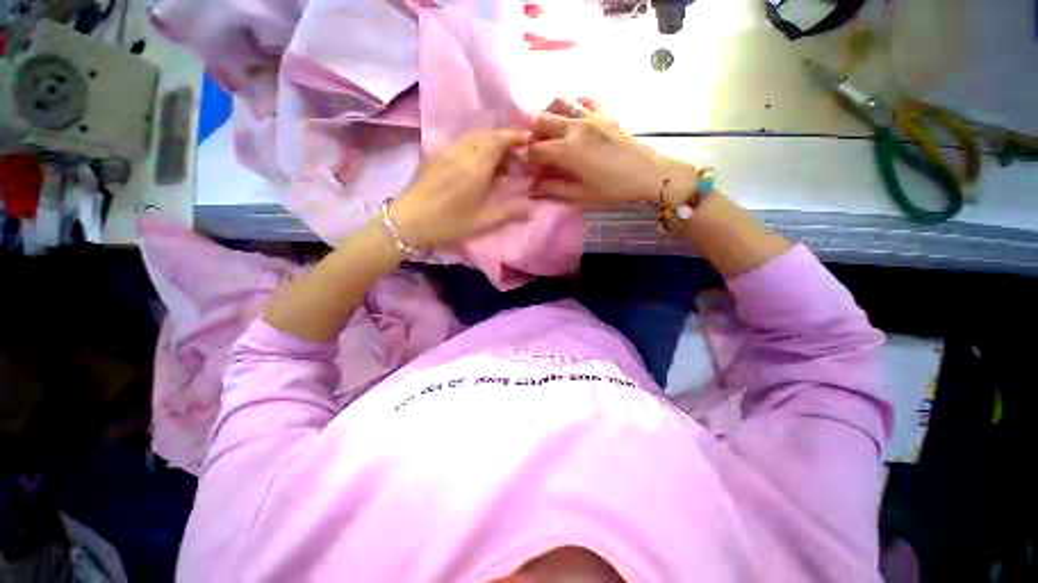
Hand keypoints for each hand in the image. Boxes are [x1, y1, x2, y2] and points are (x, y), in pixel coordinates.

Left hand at [390, 130, 531, 248]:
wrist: (409, 221)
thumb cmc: (448, 223)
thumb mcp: (482, 222)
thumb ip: (509, 212)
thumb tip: (530, 207)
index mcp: (474, 166)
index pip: (498, 140)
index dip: (514, 137)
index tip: (527, 141)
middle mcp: (460, 151)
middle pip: (486, 134)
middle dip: (504, 140)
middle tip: (515, 157)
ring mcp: (445, 151)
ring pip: (472, 137)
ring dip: (489, 143)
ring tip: (498, 163)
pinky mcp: (435, 155)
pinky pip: (460, 143)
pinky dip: (475, 147)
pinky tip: (477, 165)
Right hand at [529, 98, 689, 206]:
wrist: (648, 173)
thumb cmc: (613, 188)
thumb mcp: (581, 194)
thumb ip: (554, 188)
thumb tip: (533, 188)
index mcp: (568, 150)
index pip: (536, 149)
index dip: (529, 159)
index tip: (533, 170)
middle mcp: (575, 127)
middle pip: (541, 120)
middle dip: (533, 135)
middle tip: (537, 151)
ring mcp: (590, 116)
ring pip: (559, 103)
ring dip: (549, 115)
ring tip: (551, 131)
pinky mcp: (603, 113)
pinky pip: (583, 100)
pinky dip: (573, 106)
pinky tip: (574, 120)